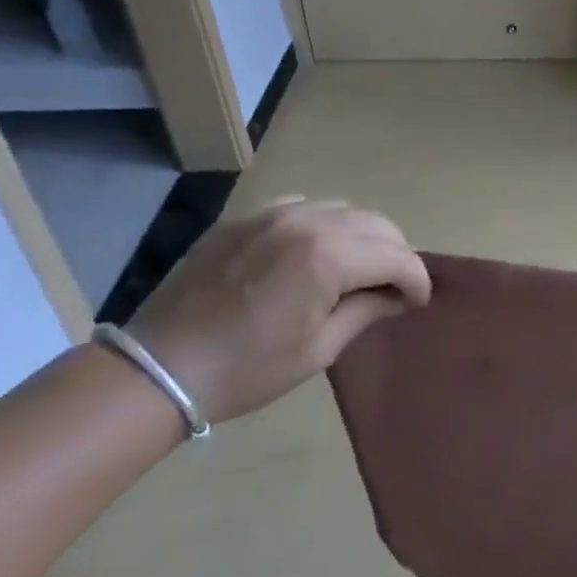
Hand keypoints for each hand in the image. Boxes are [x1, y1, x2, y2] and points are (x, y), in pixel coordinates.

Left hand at [126, 199, 430, 424]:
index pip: (396, 257)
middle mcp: (307, 222)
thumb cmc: (246, 370)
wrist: (157, 369)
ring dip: (363, 235)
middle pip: (377, 224)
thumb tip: (399, 297)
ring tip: (358, 266)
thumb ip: (367, 311)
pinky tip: (314, 250)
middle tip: (395, 285)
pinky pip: (303, 207)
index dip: (417, 279)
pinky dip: (323, 224)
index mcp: (328, 256)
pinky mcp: (245, 219)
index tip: (420, 301)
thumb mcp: (319, 349)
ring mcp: (273, 214)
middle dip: (396, 253)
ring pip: (343, 209)